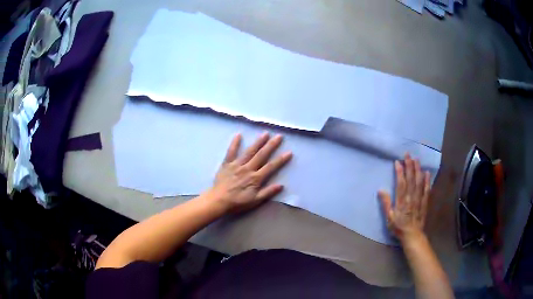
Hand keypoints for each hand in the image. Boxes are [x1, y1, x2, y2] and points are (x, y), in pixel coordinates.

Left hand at [207, 132, 291, 213]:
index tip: (289, 152)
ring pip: (249, 151)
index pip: (271, 167)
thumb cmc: (237, 202)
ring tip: (265, 133)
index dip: (280, 159)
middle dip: (271, 145)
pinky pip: (231, 152)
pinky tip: (238, 135)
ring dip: (258, 142)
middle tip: (279, 136)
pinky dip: (234, 143)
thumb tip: (281, 185)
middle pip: (261, 155)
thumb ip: (268, 192)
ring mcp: (237, 165)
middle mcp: (248, 169)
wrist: (219, 201)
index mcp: (256, 178)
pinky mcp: (227, 164)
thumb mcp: (255, 201)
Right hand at [379, 154, 430, 243]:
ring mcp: (419, 199)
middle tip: (408, 154)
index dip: (399, 172)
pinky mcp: (424, 202)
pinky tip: (427, 173)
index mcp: (401, 201)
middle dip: (409, 166)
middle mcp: (411, 197)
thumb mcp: (389, 218)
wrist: (412, 235)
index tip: (398, 161)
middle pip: (411, 179)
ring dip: (418, 170)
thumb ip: (386, 204)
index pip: (401, 183)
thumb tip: (380, 189)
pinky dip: (427, 181)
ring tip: (417, 159)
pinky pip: (426, 190)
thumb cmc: (398, 227)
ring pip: (419, 182)